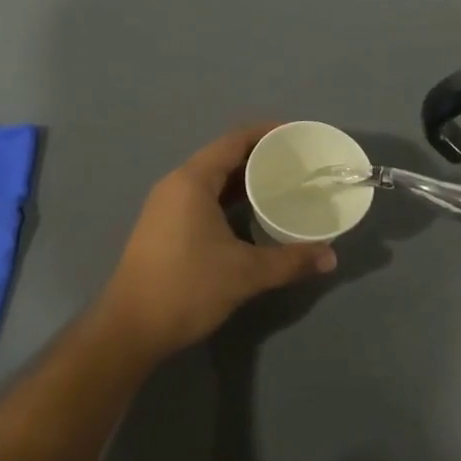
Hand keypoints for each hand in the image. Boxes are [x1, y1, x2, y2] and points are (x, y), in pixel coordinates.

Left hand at [98, 124, 338, 359]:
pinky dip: (228, 199)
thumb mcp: (245, 274)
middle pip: (223, 157)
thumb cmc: (187, 288)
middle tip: (297, 165)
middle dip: (259, 157)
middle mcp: (176, 184)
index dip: (267, 133)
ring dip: (243, 180)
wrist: (130, 328)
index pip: (234, 140)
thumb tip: (330, 256)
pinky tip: (251, 216)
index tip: (297, 136)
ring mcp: (166, 206)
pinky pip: (201, 198)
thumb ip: (290, 261)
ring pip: (211, 180)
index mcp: (192, 181)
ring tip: (281, 186)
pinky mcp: (163, 226)